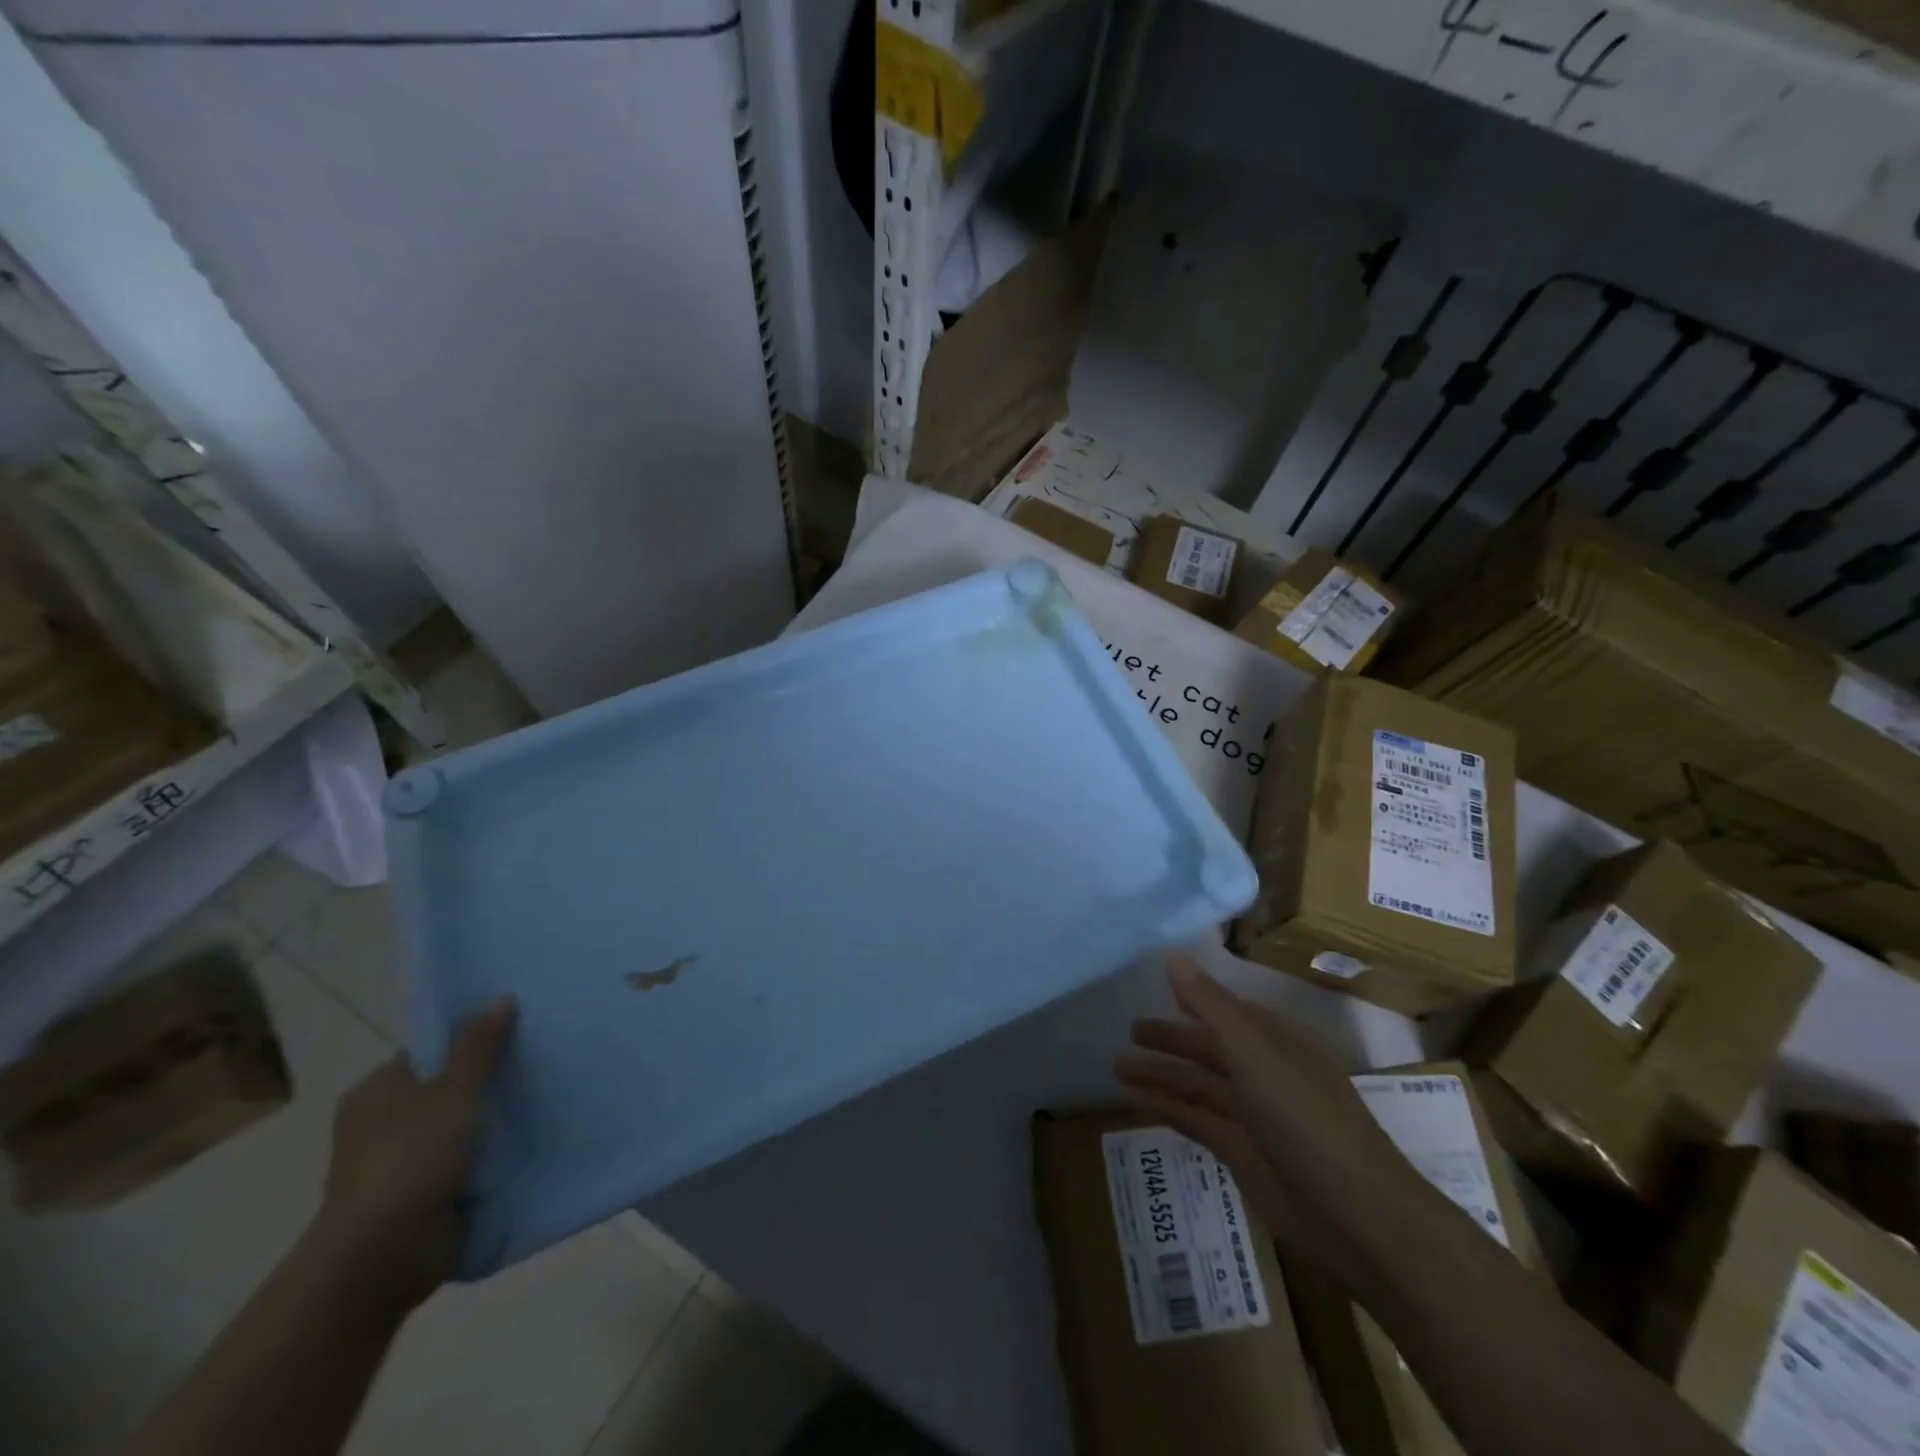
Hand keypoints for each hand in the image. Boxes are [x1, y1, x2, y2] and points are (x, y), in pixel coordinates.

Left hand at [307, 996, 516, 1310]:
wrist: (383, 1257)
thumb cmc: (411, 1159)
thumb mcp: (454, 1091)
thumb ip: (479, 1046)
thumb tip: (502, 997)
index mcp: (377, 1090)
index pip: (430, 1050)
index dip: (471, 1038)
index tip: (518, 1030)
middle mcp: (383, 1123)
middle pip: (447, 1086)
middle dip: (488, 1079)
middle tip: (539, 1060)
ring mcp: (401, 1162)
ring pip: (459, 1125)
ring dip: (492, 1120)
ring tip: (545, 1096)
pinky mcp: (422, 1195)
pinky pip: (465, 1161)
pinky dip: (490, 1155)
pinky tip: (529, 1140)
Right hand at [1115, 958, 1419, 1277]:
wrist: (1357, 1217)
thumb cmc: (1306, 1118)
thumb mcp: (1254, 1053)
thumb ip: (1210, 1006)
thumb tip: (1174, 958)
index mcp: (1277, 1041)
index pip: (1228, 1011)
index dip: (1195, 1000)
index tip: (1158, 990)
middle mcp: (1265, 1072)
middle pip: (1209, 1048)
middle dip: (1171, 1039)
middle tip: (1129, 1031)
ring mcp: (1254, 1115)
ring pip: (1198, 1085)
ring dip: (1160, 1074)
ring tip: (1116, 1067)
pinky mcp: (1242, 1154)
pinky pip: (1195, 1121)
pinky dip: (1165, 1109)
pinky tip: (1132, 1102)